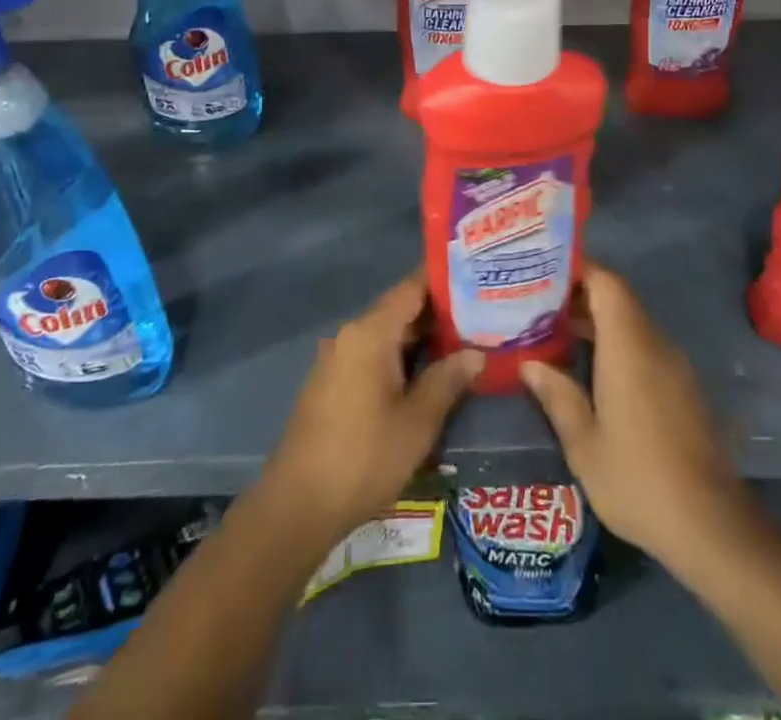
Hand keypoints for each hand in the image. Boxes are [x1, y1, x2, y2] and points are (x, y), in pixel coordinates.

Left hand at [261, 270, 483, 550]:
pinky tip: (429, 372)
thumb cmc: (363, 458)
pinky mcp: (334, 383)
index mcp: (371, 332)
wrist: (297, 506)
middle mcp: (352, 335)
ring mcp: (339, 358)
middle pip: (401, 309)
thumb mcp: (417, 422)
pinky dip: (402, 356)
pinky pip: (374, 354)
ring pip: (388, 334)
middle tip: (484, 313)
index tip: (477, 275)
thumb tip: (475, 353)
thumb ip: (448, 380)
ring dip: (422, 338)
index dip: (444, 279)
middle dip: (440, 312)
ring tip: (466, 340)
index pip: (412, 287)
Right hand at [522, 262, 750, 572]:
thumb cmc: (638, 480)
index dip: (577, 270)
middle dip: (578, 297)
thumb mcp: (584, 444)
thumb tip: (531, 364)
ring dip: (596, 322)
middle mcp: (655, 344)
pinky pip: (645, 347)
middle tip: (536, 307)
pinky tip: (591, 371)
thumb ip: (557, 396)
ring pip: (631, 323)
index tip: (544, 274)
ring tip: (555, 336)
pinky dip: (616, 345)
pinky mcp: (684, 387)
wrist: (712, 526)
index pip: (606, 282)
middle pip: (617, 299)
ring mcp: (674, 366)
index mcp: (629, 347)